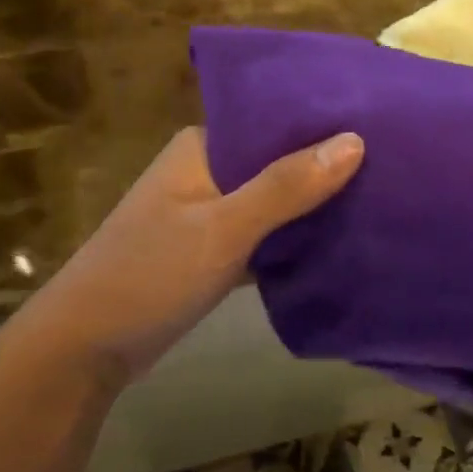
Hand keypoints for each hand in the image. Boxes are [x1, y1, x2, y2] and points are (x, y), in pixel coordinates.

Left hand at [6, 127, 364, 383]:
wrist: (83, 350)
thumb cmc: (149, 275)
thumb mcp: (223, 228)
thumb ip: (286, 186)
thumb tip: (355, 140)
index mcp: (202, 147)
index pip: (272, 121)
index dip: (322, 124)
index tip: (378, 126)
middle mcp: (205, 171)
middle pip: (277, 162)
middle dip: (324, 167)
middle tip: (388, 166)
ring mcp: (207, 214)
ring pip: (273, 201)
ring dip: (311, 205)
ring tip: (377, 199)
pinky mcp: (211, 252)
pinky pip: (264, 236)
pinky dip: (293, 239)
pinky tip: (339, 241)